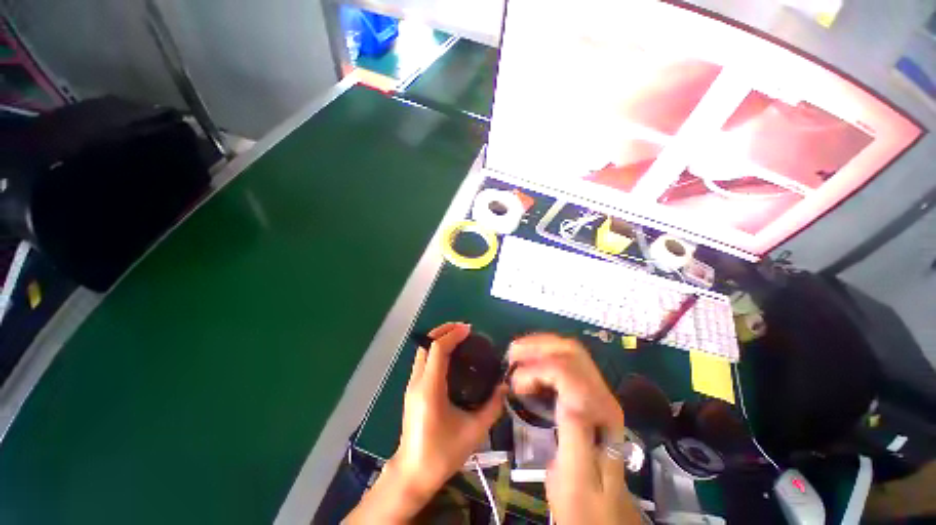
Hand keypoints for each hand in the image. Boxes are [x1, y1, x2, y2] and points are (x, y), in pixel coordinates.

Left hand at [393, 323, 505, 504]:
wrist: (412, 474)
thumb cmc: (442, 454)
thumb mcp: (474, 432)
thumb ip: (492, 407)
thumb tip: (505, 386)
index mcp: (430, 388)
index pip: (438, 349)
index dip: (453, 334)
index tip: (469, 330)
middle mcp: (417, 381)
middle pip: (426, 343)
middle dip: (443, 330)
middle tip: (463, 329)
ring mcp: (412, 385)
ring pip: (422, 350)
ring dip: (438, 338)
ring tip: (459, 337)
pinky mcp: (412, 389)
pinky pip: (423, 359)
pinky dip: (435, 349)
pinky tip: (451, 356)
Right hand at [509, 334, 637, 524]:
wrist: (604, 514)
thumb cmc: (585, 502)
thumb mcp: (576, 476)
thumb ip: (574, 432)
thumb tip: (563, 393)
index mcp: (599, 413)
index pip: (567, 370)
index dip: (536, 369)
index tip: (514, 385)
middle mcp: (601, 395)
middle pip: (570, 351)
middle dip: (537, 346)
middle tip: (511, 355)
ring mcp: (595, 392)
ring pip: (568, 352)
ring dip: (540, 347)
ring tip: (516, 355)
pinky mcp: (586, 395)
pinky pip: (564, 362)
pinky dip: (543, 356)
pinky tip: (529, 365)